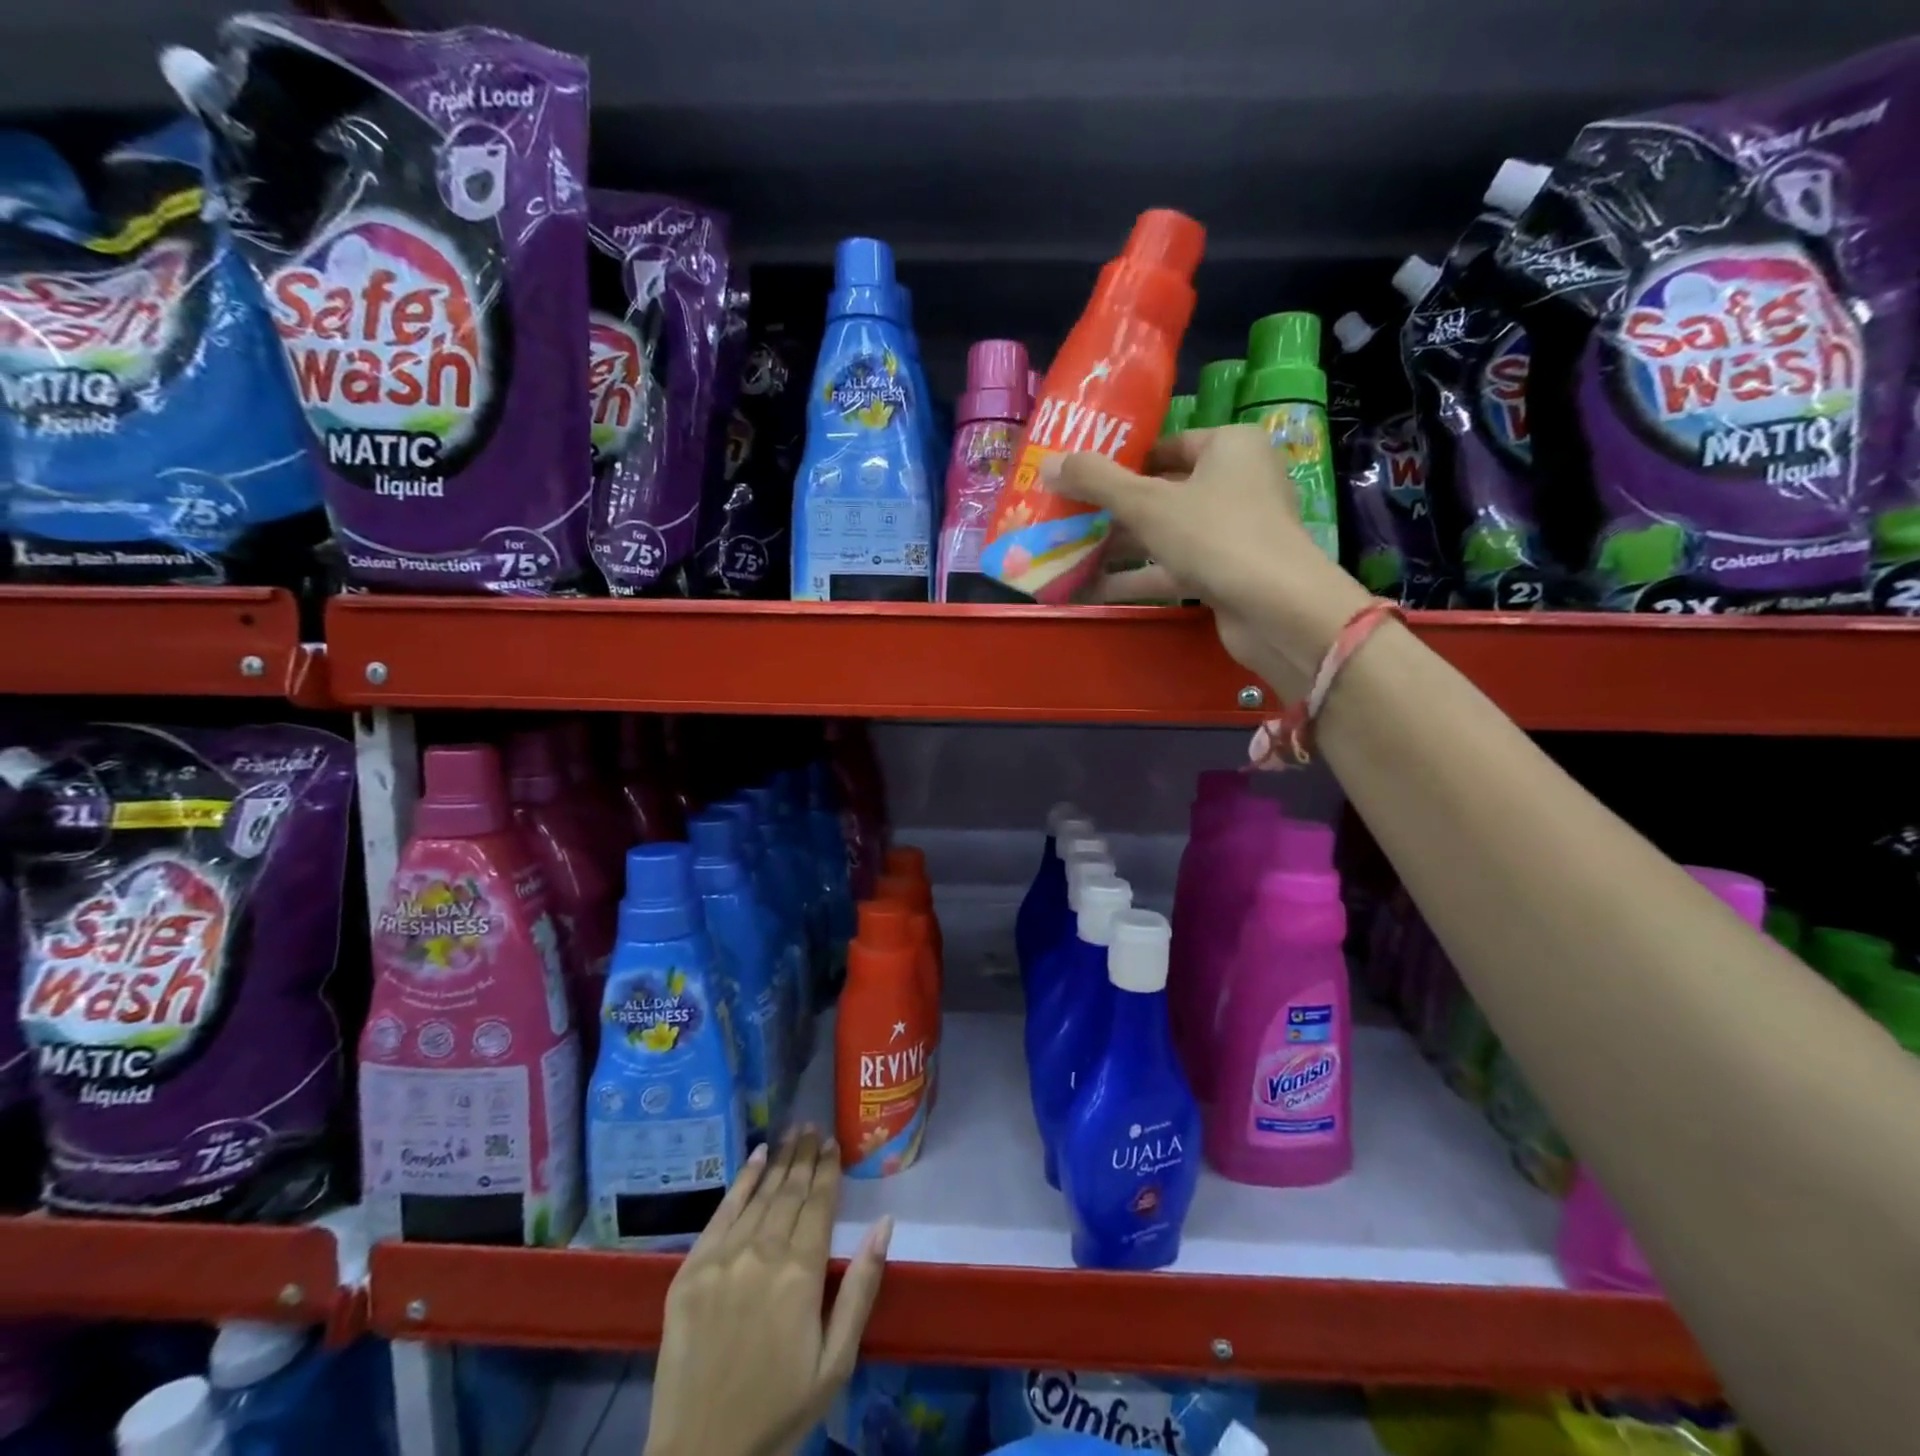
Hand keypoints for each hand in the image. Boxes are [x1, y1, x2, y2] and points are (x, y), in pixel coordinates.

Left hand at [646, 1130, 892, 1455]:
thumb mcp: (836, 1362)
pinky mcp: (691, 1270)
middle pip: (790, 1192)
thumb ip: (861, 1288)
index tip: (834, 1142)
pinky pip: (721, 1213)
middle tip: (814, 1127)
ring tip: (793, 1133)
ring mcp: (723, 1258)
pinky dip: (741, 1182)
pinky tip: (756, 1158)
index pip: (819, 1204)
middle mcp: (762, 1253)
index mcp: (801, 1274)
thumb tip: (885, 1223)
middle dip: (805, 1157)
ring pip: (760, 1196)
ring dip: (779, 1161)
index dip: (828, 1171)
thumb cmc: (779, 1412)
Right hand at [1044, 425, 1371, 699]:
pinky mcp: (1227, 574)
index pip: (1167, 446)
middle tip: (1065, 517)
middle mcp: (1237, 483)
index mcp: (1230, 447)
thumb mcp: (1147, 503)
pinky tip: (1092, 590)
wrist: (1277, 609)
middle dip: (1113, 509)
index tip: (1080, 477)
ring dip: (1120, 547)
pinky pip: (1173, 569)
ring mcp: (1233, 533)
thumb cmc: (1215, 534)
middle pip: (1163, 491)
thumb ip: (1096, 481)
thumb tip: (1047, 463)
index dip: (1122, 460)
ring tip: (1068, 553)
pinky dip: (1138, 578)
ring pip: (1166, 534)